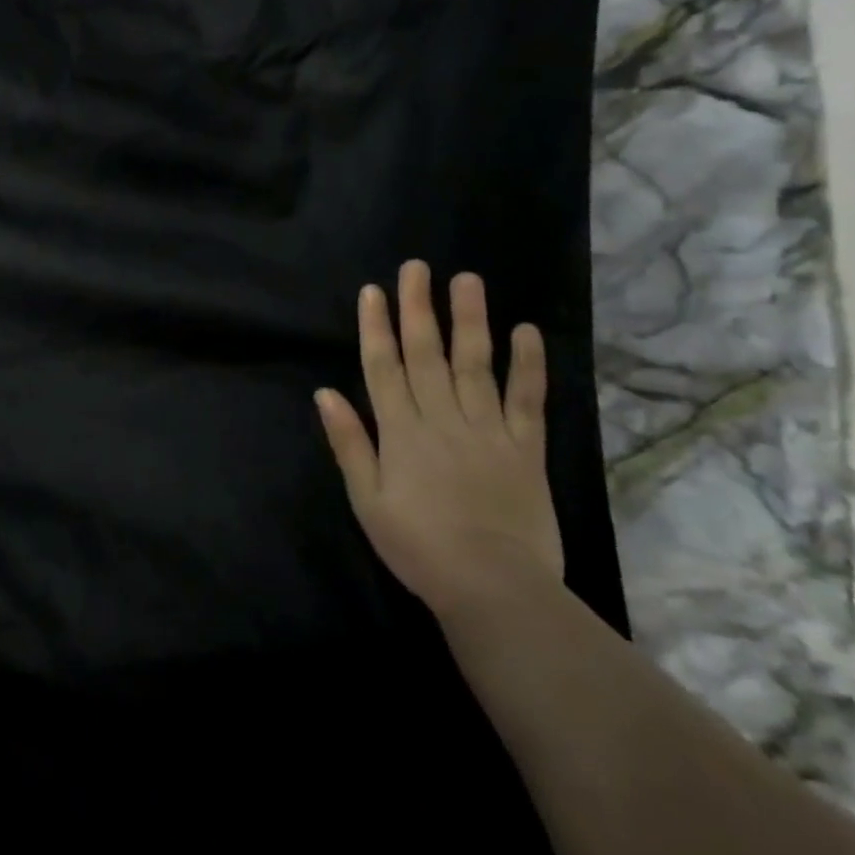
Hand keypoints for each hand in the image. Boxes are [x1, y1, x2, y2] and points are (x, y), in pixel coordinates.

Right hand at [315, 260, 563, 623]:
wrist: (493, 587)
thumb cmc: (417, 545)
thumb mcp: (366, 498)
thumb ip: (349, 442)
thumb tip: (325, 392)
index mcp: (400, 431)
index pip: (383, 367)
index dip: (376, 326)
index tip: (374, 291)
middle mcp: (441, 418)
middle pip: (426, 354)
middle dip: (418, 308)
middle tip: (417, 267)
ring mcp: (487, 430)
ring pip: (475, 364)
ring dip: (470, 320)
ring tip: (467, 280)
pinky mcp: (525, 448)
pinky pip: (527, 400)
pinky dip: (528, 366)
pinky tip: (527, 332)